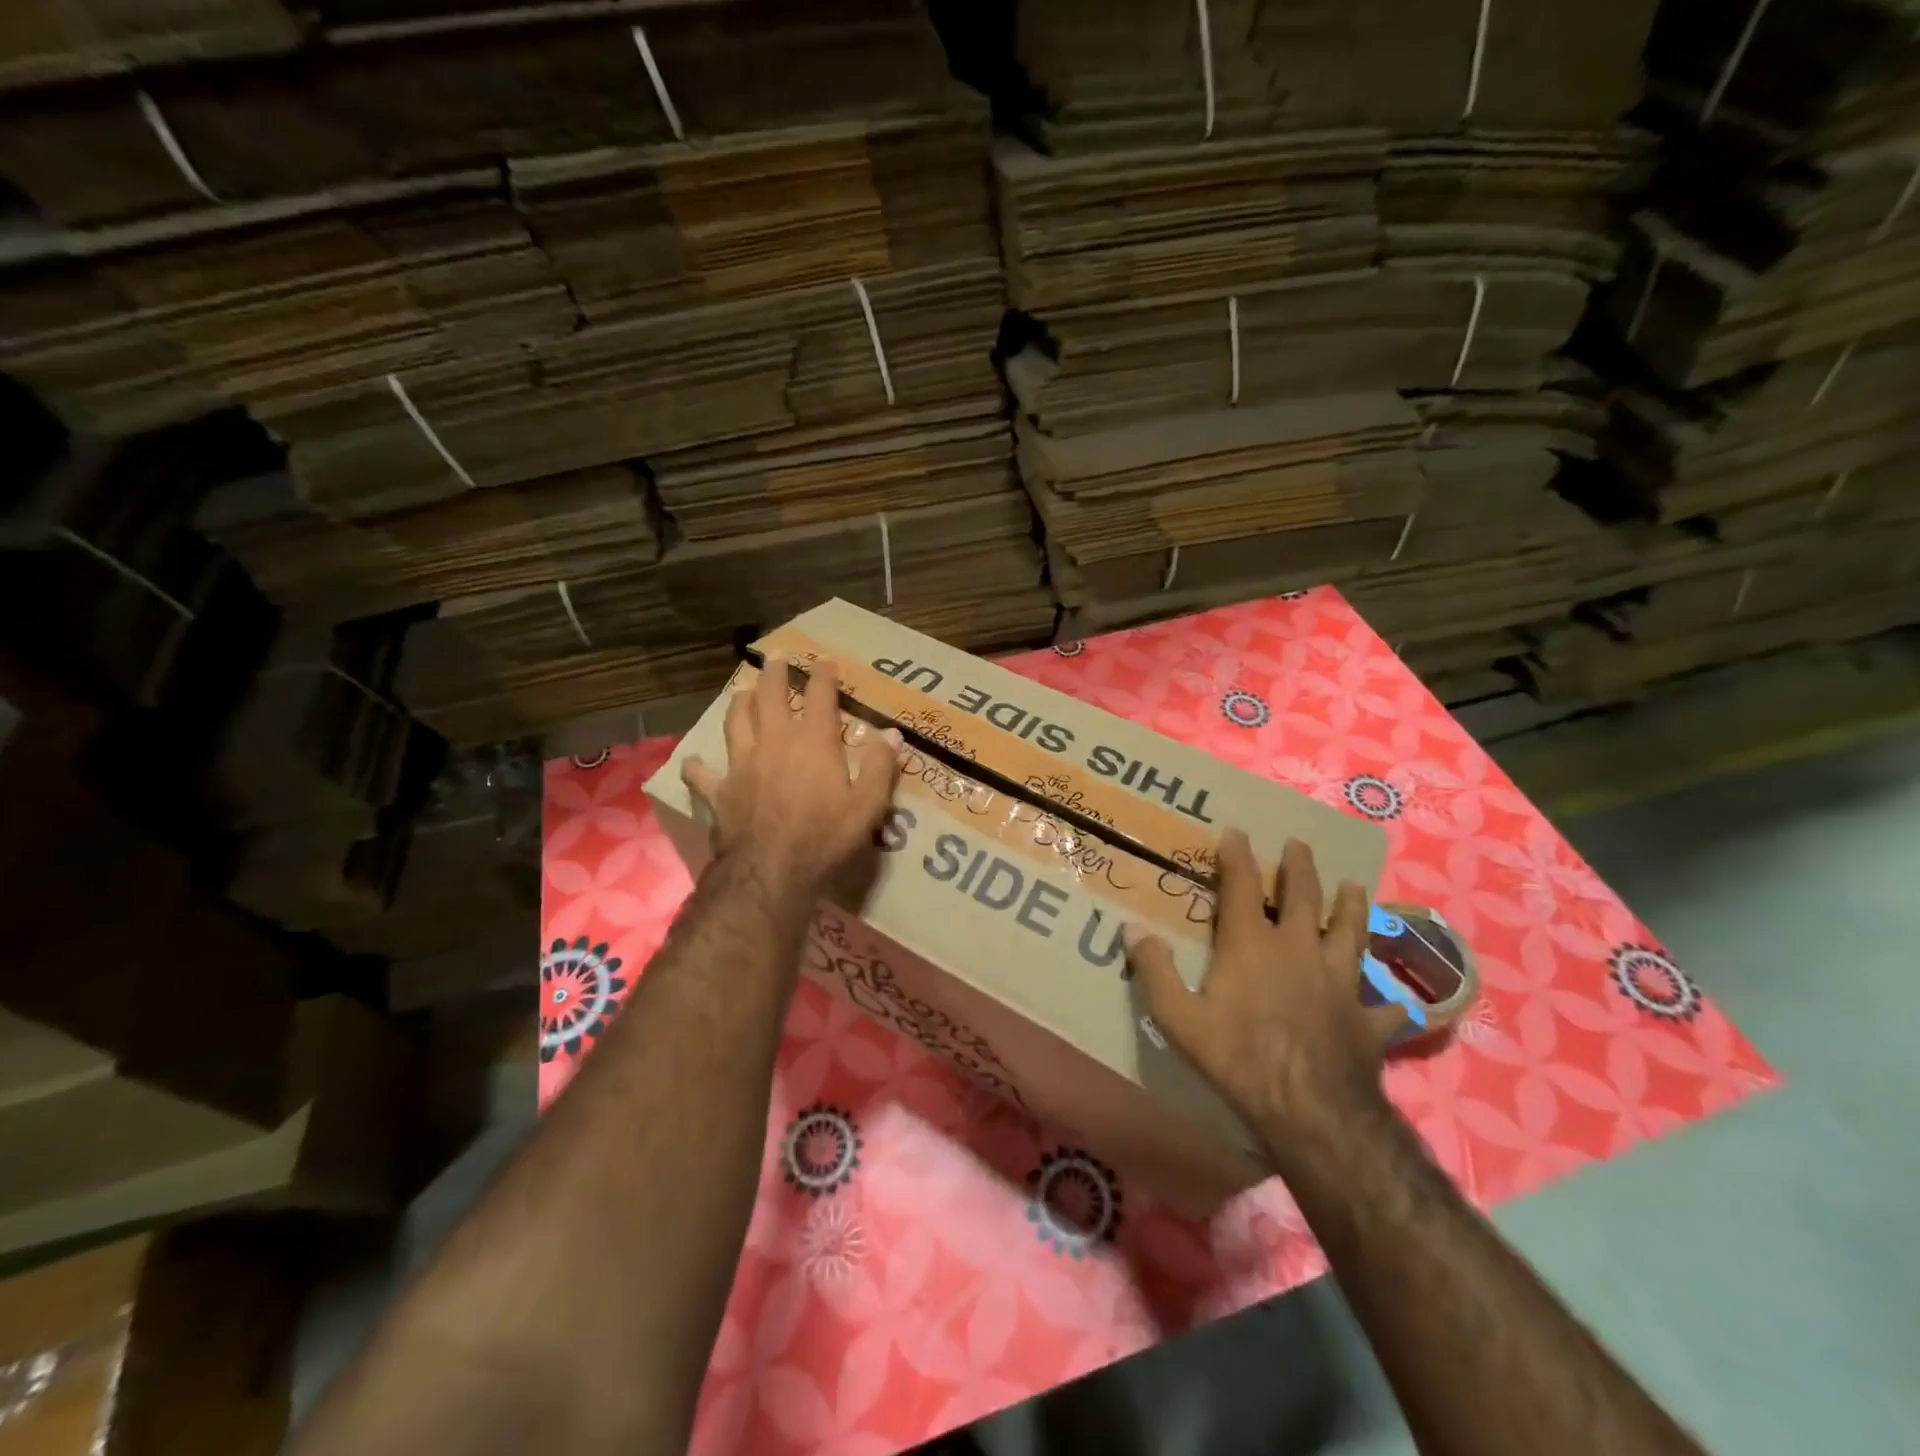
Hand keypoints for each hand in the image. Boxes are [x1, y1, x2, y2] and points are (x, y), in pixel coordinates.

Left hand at [681, 656, 901, 901]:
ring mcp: (741, 764)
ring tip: (742, 692)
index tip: (825, 662)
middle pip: (769, 696)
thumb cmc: (825, 838)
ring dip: (739, 703)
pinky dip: (698, 766)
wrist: (771, 873)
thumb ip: (881, 767)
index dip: (823, 675)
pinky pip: (702, 773)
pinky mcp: (719, 791)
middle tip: (775, 659)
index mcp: (813, 742)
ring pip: (735, 721)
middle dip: (773, 674)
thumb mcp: (868, 806)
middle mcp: (774, 742)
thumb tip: (892, 734)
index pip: (819, 696)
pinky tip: (695, 762)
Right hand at [1125, 831, 1404, 1153]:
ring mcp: (1339, 981)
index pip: (1242, 886)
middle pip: (1303, 897)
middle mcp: (1299, 950)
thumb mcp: (1177, 1017)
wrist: (1309, 1108)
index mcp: (1252, 944)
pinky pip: (1385, 1007)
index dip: (1237, 856)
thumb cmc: (1237, 1056)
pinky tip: (1400, 1003)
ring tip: (1353, 885)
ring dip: (1351, 907)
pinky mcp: (1367, 1018)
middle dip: (1299, 867)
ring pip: (1350, 933)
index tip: (1235, 831)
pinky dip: (1391, 1003)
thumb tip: (1132, 930)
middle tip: (1299, 844)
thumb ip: (1154, 970)